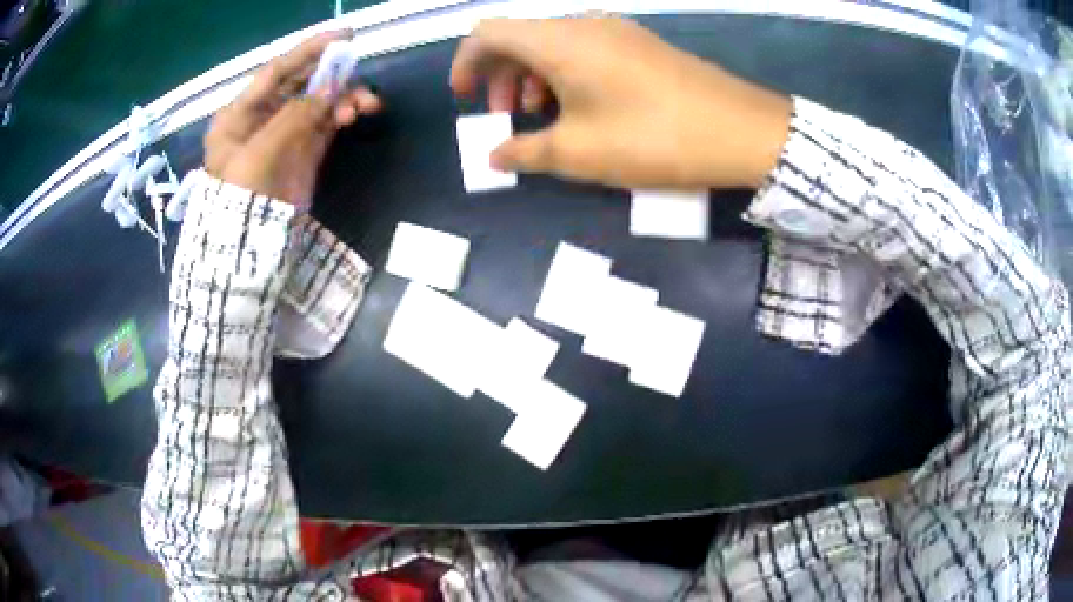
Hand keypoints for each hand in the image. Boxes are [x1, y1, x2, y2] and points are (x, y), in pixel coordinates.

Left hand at [204, 31, 381, 205]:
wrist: (247, 255)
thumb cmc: (241, 202)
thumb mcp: (261, 154)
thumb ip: (295, 116)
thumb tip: (333, 87)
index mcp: (239, 114)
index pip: (276, 72)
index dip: (308, 51)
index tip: (344, 36)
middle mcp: (261, 118)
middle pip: (300, 83)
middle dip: (331, 76)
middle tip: (358, 71)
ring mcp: (284, 135)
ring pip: (318, 102)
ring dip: (343, 97)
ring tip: (363, 106)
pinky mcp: (303, 151)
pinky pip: (326, 122)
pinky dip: (343, 113)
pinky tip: (357, 113)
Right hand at [451, 17, 791, 189]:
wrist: (740, 130)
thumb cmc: (652, 138)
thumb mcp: (579, 153)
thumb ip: (525, 153)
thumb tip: (495, 157)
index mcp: (558, 41)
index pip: (488, 33)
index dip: (466, 63)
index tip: (465, 97)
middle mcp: (583, 24)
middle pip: (520, 37)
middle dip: (500, 76)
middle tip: (507, 118)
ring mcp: (616, 31)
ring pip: (553, 44)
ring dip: (534, 77)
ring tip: (542, 118)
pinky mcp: (640, 45)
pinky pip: (585, 49)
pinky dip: (565, 74)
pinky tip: (580, 108)